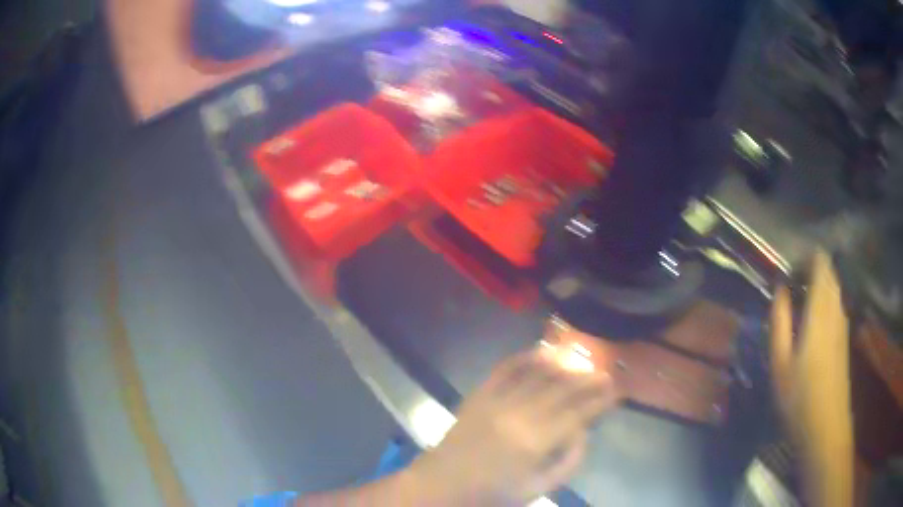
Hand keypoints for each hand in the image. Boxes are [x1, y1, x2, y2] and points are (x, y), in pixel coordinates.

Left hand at [406, 349, 620, 505]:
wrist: (441, 484)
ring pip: (538, 375)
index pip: (577, 414)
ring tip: (582, 361)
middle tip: (605, 373)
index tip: (615, 391)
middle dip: (588, 380)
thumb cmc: (492, 493)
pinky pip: (505, 369)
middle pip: (562, 390)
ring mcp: (497, 401)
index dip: (599, 401)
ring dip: (563, 366)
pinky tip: (543, 351)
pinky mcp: (479, 395)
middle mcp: (519, 416)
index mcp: (535, 443)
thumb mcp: (537, 488)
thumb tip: (584, 432)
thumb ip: (568, 462)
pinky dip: (526, 357)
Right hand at [770, 250, 853, 506]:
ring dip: (819, 287)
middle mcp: (836, 307)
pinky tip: (813, 326)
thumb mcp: (780, 362)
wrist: (826, 427)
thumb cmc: (799, 397)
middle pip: (829, 272)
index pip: (821, 261)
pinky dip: (825, 302)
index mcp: (820, 308)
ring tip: (799, 307)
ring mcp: (844, 322)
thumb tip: (780, 288)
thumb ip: (779, 320)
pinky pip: (837, 305)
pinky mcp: (845, 337)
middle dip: (811, 271)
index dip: (805, 258)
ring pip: (834, 288)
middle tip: (791, 290)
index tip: (789, 271)